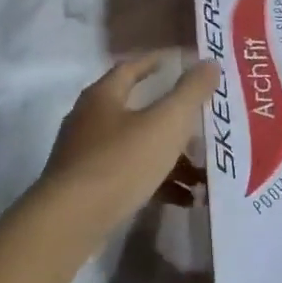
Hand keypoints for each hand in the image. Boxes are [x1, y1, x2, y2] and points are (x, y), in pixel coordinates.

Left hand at [37, 54, 218, 234]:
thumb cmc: (120, 161)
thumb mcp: (165, 124)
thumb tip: (210, 62)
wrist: (71, 221)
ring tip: (203, 174)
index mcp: (103, 96)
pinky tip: (184, 199)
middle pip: (137, 111)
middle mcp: (89, 120)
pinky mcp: (87, 188)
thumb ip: (190, 92)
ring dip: (169, 158)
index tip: (179, 62)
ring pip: (136, 147)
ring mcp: (85, 156)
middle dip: (172, 120)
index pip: (130, 68)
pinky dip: (156, 183)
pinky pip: (129, 177)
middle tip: (203, 125)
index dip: (155, 62)